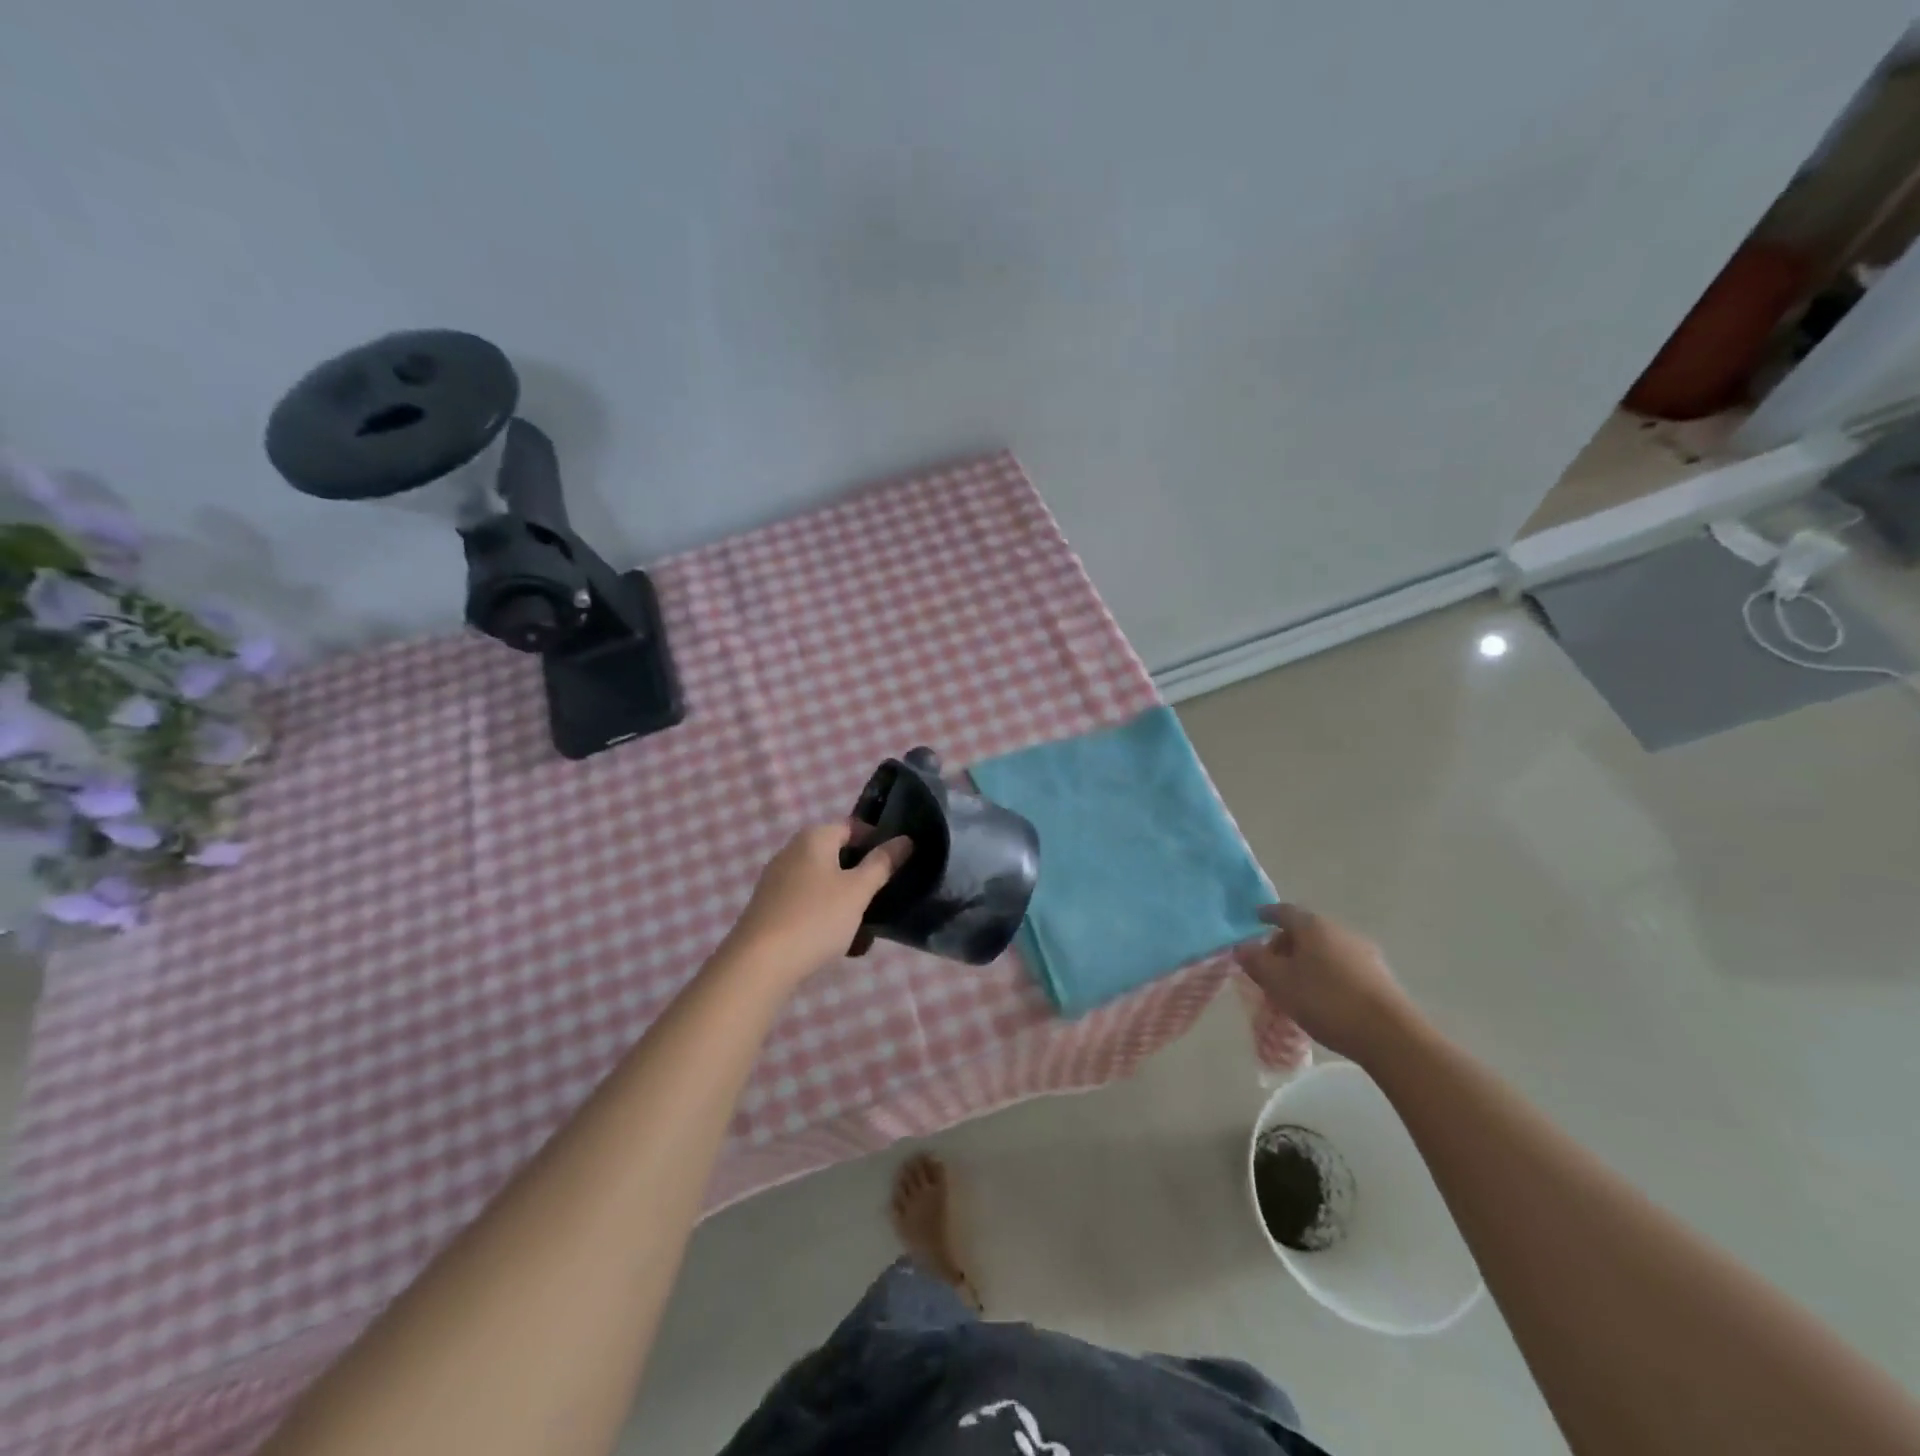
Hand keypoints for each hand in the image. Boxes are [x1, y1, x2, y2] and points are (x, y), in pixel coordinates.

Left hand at [721, 823, 911, 984]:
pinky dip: (827, 917)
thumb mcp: (858, 891)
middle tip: (884, 898)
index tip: (897, 864)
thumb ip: (882, 863)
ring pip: (825, 884)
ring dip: (847, 902)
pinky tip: (840, 943)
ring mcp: (778, 881)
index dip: (878, 841)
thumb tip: (905, 840)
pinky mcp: (771, 908)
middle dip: (863, 877)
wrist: (758, 964)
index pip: (853, 826)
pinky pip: (808, 904)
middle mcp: (792, 852)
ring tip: (866, 929)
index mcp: (813, 838)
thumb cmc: (815, 918)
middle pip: (838, 856)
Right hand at [1233, 904, 1421, 1063]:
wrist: (1390, 1036)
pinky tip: (1322, 998)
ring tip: (1294, 987)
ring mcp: (1364, 952)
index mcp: (1313, 926)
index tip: (1255, 919)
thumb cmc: (1326, 1001)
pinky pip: (1341, 966)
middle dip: (1285, 945)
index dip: (1267, 914)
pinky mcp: (1379, 976)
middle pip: (1305, 931)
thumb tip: (1242, 946)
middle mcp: (1340, 931)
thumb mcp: (1279, 983)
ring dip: (1306, 962)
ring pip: (1324, 950)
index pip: (1284, 911)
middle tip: (1270, 967)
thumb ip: (1255, 961)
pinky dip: (1326, 974)